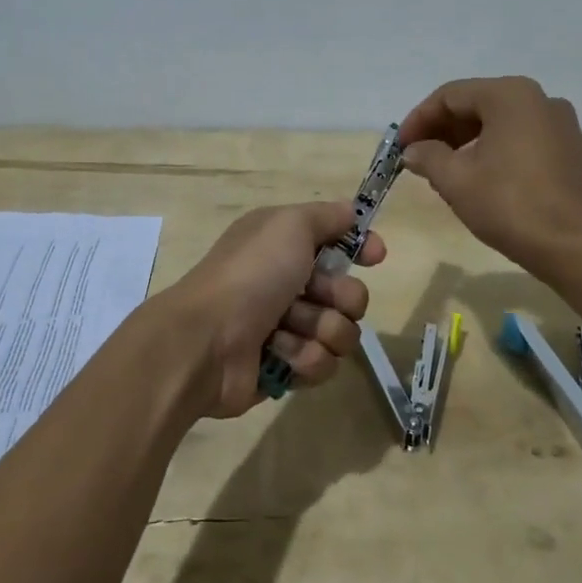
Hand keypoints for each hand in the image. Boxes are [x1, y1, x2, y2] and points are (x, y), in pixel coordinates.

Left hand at [165, 202, 384, 417]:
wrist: (206, 341)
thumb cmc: (250, 275)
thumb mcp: (288, 225)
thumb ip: (327, 216)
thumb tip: (353, 214)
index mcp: (284, 246)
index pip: (339, 243)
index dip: (361, 248)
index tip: (375, 257)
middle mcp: (287, 284)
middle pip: (349, 293)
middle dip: (340, 298)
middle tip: (315, 297)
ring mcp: (287, 328)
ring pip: (341, 332)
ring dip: (321, 330)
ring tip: (288, 330)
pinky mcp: (286, 368)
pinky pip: (324, 364)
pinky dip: (305, 358)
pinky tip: (278, 354)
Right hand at [398, 76, 581, 276]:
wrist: (577, 248)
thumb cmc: (511, 206)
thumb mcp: (457, 180)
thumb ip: (428, 157)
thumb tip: (413, 150)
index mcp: (510, 95)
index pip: (450, 95)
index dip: (418, 120)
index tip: (399, 148)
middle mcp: (538, 99)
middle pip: (476, 104)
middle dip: (441, 130)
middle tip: (417, 159)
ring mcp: (559, 123)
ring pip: (498, 122)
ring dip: (464, 142)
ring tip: (442, 172)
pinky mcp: (569, 149)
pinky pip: (519, 138)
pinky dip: (492, 150)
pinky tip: (477, 179)